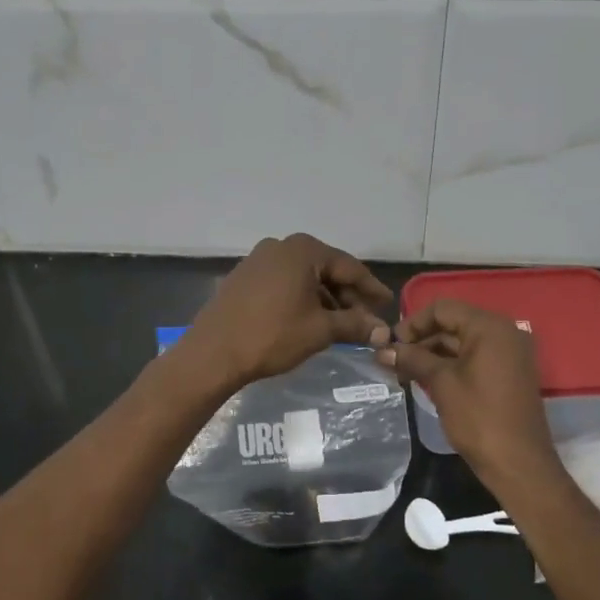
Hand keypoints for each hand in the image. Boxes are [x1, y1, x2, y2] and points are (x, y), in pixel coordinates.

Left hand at [183, 234, 392, 389]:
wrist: (213, 353)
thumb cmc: (272, 335)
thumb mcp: (320, 330)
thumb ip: (354, 325)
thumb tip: (383, 331)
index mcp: (303, 250)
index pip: (348, 267)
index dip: (370, 288)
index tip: (387, 304)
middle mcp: (280, 246)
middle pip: (325, 269)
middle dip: (347, 296)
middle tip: (366, 320)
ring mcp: (257, 260)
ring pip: (303, 278)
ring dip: (324, 299)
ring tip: (340, 325)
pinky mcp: (243, 278)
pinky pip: (283, 284)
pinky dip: (301, 299)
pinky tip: (309, 320)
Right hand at [377, 299, 560, 488]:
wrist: (519, 464)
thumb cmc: (479, 418)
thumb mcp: (441, 383)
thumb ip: (412, 359)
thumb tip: (382, 350)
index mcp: (490, 327)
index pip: (443, 309)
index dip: (413, 323)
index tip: (391, 345)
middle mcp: (504, 332)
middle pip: (454, 323)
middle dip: (422, 340)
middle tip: (394, 361)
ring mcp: (510, 353)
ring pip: (463, 342)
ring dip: (433, 353)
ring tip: (405, 373)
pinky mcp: (509, 373)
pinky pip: (475, 357)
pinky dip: (451, 364)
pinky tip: (427, 380)